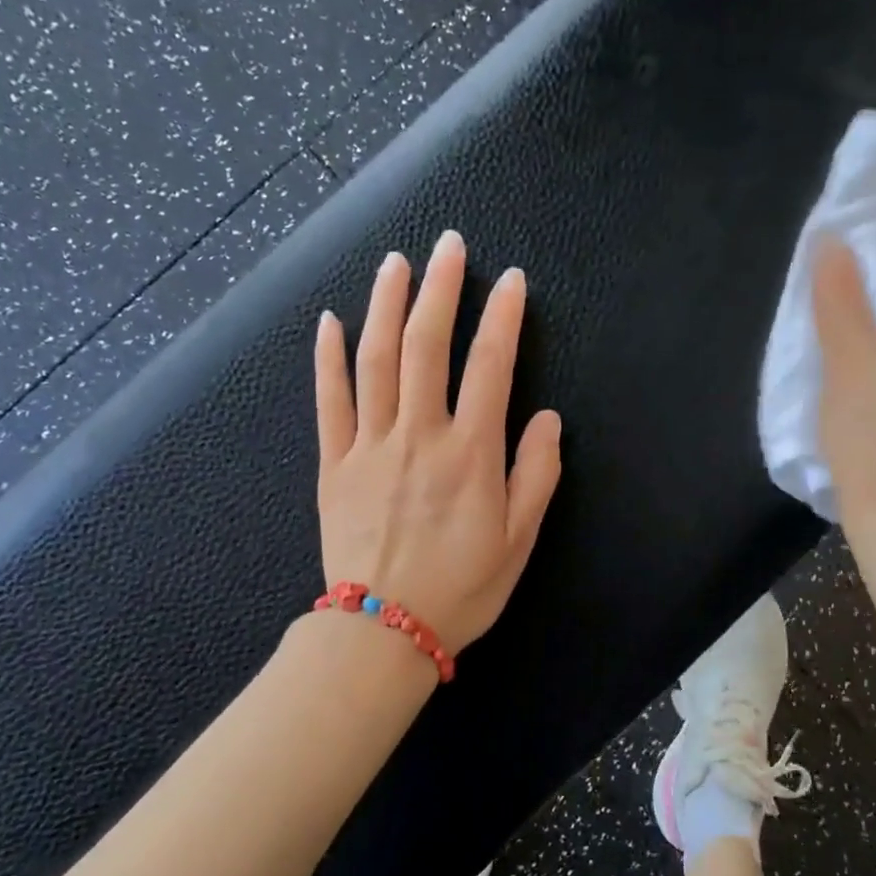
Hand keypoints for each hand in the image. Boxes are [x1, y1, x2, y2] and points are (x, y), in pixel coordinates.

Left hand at [315, 230, 562, 654]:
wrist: (382, 632)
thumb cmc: (461, 589)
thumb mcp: (518, 540)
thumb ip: (536, 474)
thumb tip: (546, 419)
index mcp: (470, 454)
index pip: (491, 366)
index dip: (503, 317)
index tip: (510, 280)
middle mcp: (419, 435)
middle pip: (427, 345)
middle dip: (440, 288)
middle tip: (447, 244)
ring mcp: (369, 446)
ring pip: (376, 360)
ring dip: (386, 305)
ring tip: (395, 262)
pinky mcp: (333, 464)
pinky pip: (329, 401)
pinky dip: (328, 358)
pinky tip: (331, 321)